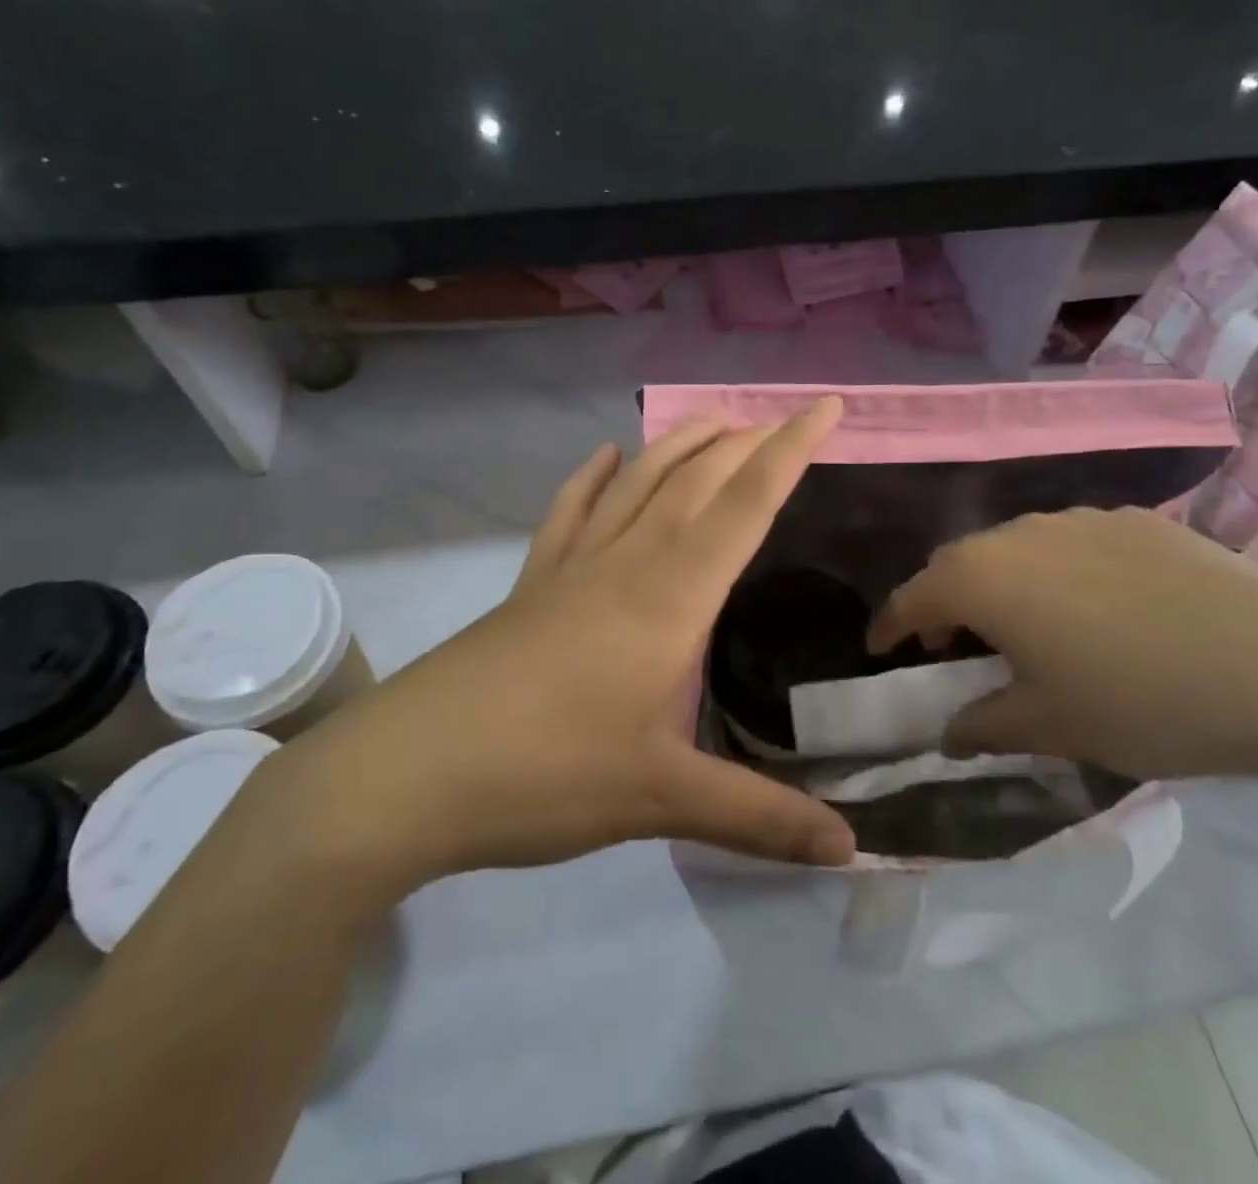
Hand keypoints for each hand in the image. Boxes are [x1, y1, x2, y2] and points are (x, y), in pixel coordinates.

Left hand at [245, 401, 856, 920]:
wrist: (409, 773)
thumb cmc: (545, 773)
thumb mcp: (660, 799)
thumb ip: (758, 818)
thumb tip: (848, 850)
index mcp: (669, 596)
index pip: (747, 504)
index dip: (791, 450)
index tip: (827, 406)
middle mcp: (626, 564)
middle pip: (696, 481)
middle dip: (746, 443)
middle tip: (782, 420)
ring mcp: (571, 569)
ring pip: (637, 484)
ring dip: (680, 446)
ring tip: (714, 421)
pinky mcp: (530, 586)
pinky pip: (568, 514)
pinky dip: (591, 478)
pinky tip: (605, 457)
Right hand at [866, 507, 1257, 779]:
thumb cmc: (1139, 700)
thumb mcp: (1049, 725)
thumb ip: (983, 725)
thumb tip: (947, 733)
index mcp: (982, 578)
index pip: (912, 598)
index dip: (890, 625)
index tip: (879, 648)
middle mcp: (1017, 534)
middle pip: (958, 564)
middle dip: (943, 602)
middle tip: (951, 643)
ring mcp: (1077, 519)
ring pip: (1013, 547)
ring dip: (999, 582)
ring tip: (1023, 625)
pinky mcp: (1132, 520)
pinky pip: (1067, 542)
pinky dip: (1054, 571)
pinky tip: (1094, 606)